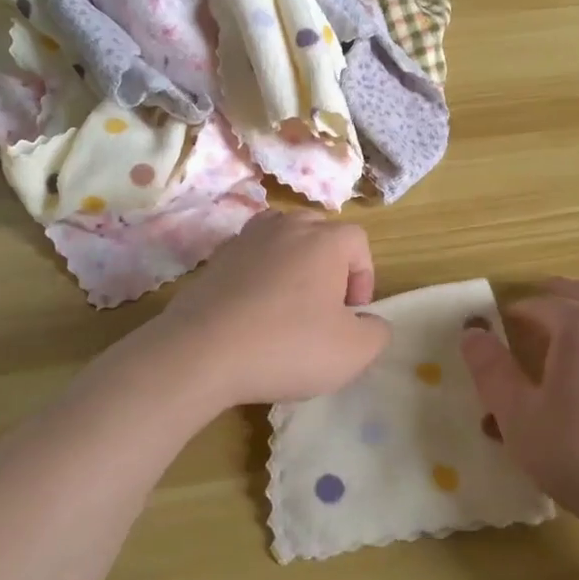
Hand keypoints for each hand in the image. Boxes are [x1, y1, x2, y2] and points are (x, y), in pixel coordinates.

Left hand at [152, 211, 390, 407]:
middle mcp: (286, 226)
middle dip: (329, 265)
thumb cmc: (288, 346)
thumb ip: (376, 332)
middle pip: (320, 232)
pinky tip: (253, 312)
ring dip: (293, 265)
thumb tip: (368, 321)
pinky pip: (250, 258)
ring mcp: (246, 239)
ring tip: (288, 303)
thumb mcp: (353, 352)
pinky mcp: (215, 259)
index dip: (364, 277)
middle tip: (324, 307)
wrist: (202, 352)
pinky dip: (258, 276)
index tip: (352, 315)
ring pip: (282, 238)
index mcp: (325, 240)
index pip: (358, 242)